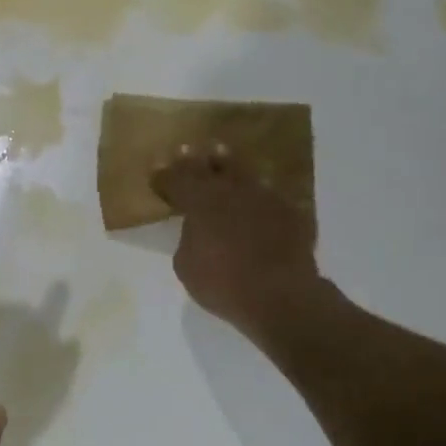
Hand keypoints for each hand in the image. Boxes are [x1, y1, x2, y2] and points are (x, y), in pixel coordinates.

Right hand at [151, 144, 322, 343]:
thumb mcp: (186, 265)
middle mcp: (230, 190)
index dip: (164, 175)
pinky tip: (256, 191)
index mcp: (199, 201)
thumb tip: (196, 227)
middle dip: (194, 160)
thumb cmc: (223, 283)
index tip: (156, 169)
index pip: (175, 180)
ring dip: (228, 164)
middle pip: (209, 168)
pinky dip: (257, 191)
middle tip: (186, 149)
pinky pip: (267, 193)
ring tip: (221, 154)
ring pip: (241, 173)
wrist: (281, 296)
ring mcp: (263, 197)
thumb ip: (188, 238)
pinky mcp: (289, 211)